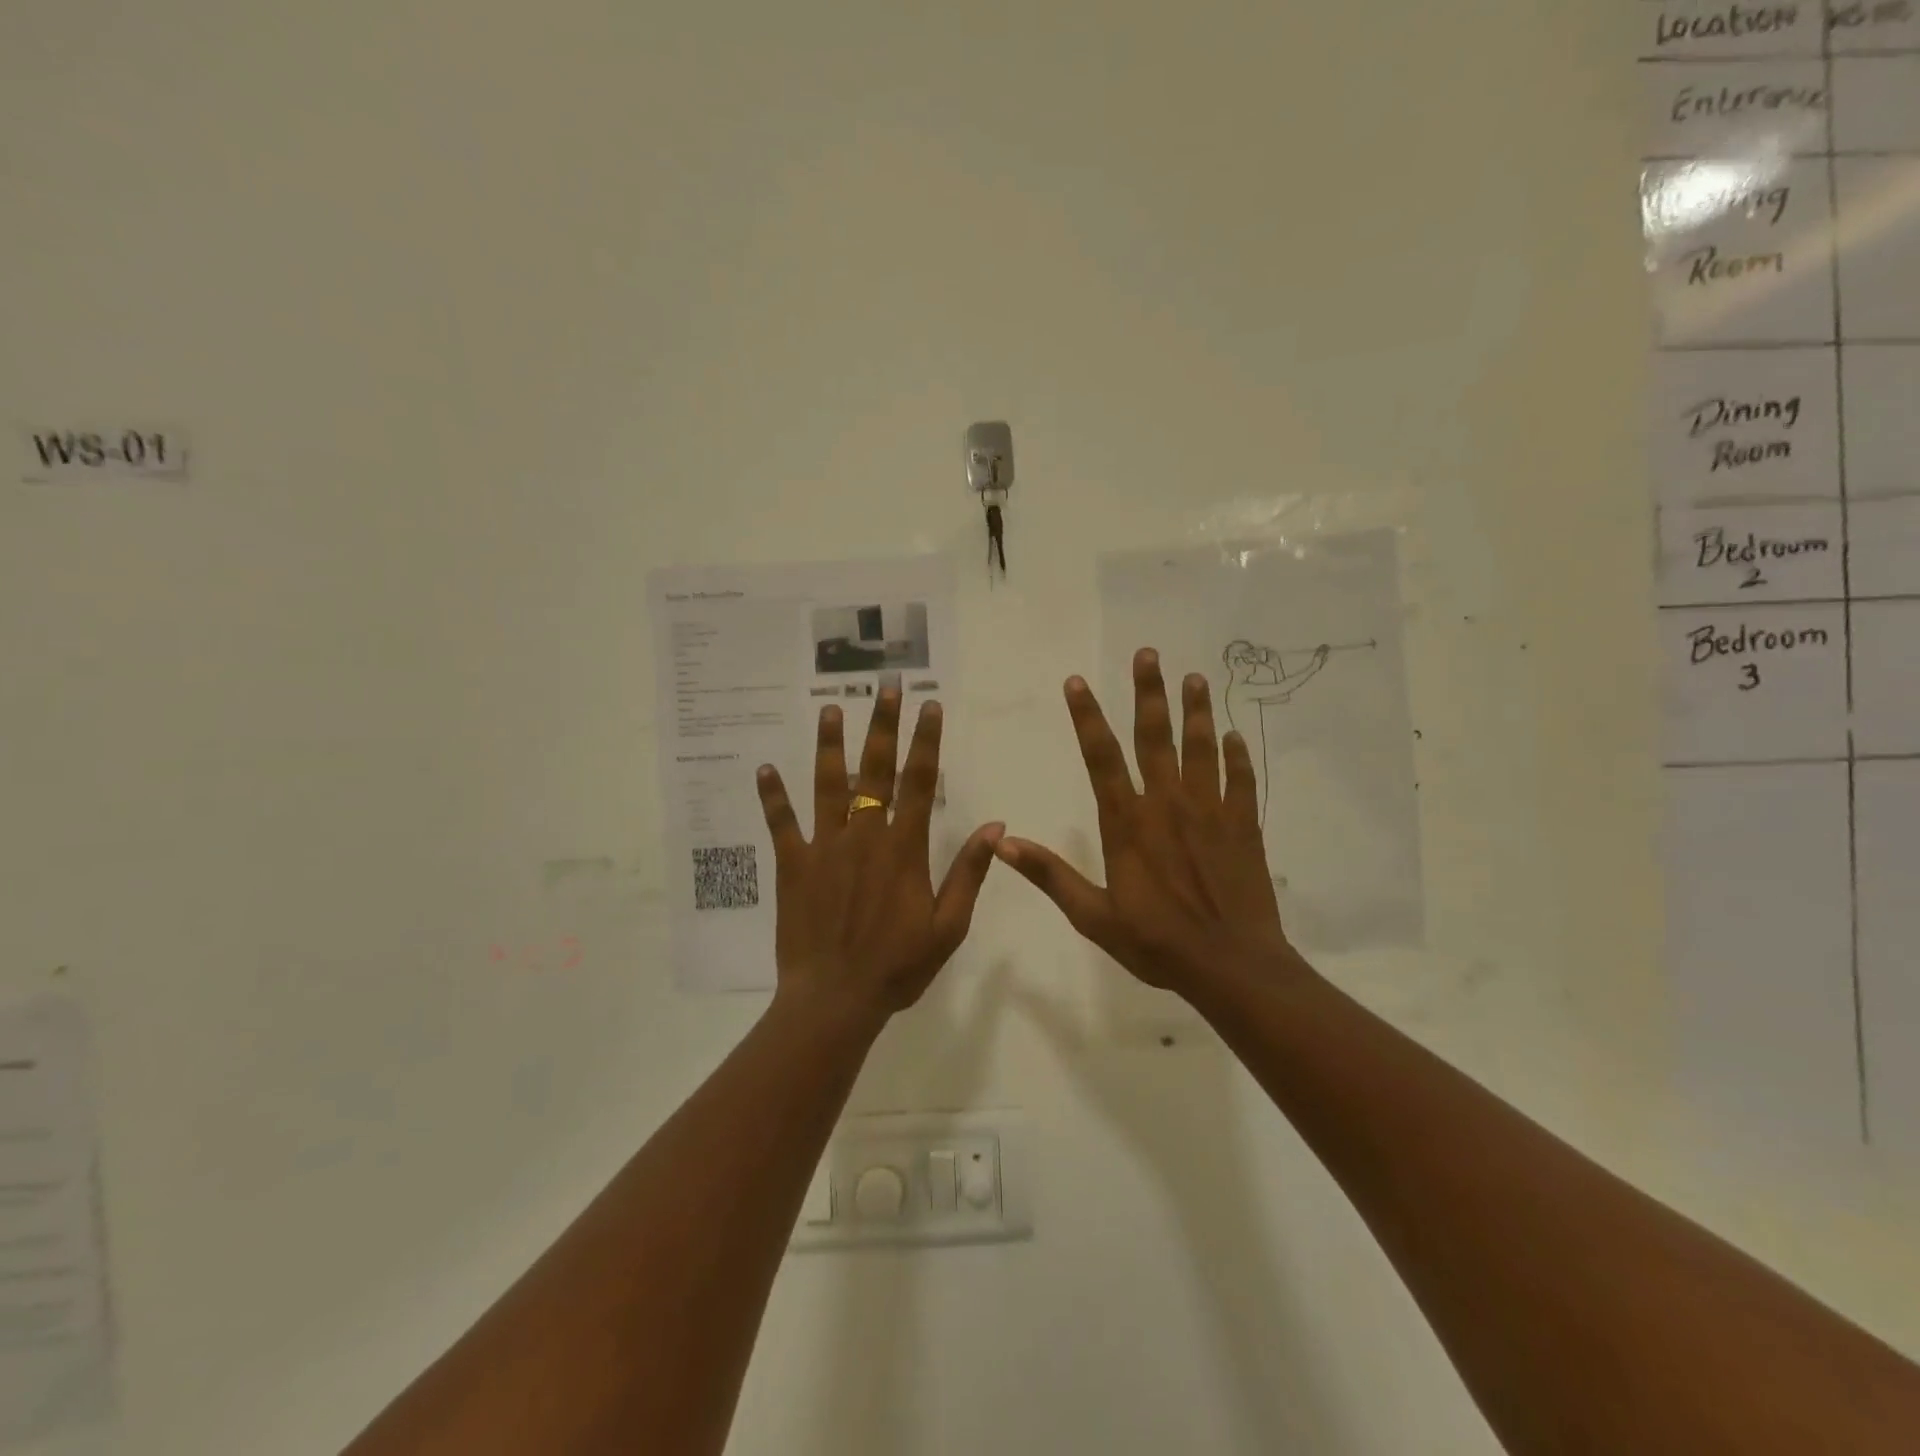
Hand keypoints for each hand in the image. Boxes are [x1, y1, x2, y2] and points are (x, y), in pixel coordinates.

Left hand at [756, 688, 1002, 1021]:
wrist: (836, 999)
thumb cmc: (898, 966)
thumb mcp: (949, 926)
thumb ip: (969, 872)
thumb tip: (994, 824)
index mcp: (903, 848)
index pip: (920, 782)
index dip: (926, 740)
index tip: (929, 705)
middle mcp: (864, 836)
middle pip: (875, 770)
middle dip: (882, 725)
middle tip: (885, 687)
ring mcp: (824, 847)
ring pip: (827, 785)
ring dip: (830, 746)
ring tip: (831, 709)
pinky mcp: (793, 865)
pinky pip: (781, 824)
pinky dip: (773, 797)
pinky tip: (764, 769)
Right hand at [996, 648, 1300, 996]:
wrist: (1231, 965)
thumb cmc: (1157, 943)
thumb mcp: (1093, 916)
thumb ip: (1050, 875)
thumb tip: (1003, 843)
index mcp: (1127, 823)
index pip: (1101, 757)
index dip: (1087, 717)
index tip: (1076, 682)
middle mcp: (1167, 804)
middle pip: (1154, 737)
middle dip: (1148, 693)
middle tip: (1148, 654)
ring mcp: (1210, 811)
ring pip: (1201, 748)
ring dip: (1196, 711)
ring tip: (1194, 678)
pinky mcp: (1243, 825)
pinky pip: (1241, 780)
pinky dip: (1237, 755)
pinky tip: (1234, 735)